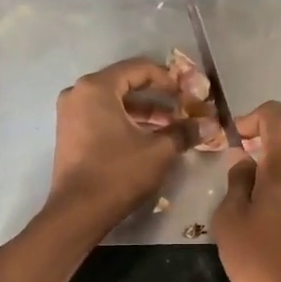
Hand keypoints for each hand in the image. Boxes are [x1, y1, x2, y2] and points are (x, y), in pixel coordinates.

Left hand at [47, 57, 207, 229]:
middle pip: (125, 85)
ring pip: (114, 104)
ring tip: (172, 128)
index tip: (188, 94)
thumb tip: (210, 124)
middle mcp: (79, 94)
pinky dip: (126, 124)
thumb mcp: (158, 151)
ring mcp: (71, 115)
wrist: (78, 212)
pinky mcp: (70, 135)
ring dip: (144, 113)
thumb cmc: (118, 173)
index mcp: (97, 88)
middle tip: (183, 110)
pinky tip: (149, 139)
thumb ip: (184, 131)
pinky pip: (103, 118)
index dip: (168, 80)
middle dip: (158, 98)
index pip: (139, 69)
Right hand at [211, 101, 280, 281]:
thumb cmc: (263, 262)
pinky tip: (268, 256)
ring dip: (263, 206)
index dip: (251, 118)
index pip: (275, 117)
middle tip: (230, 216)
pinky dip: (278, 223)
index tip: (234, 142)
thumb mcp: (230, 223)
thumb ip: (235, 185)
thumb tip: (243, 162)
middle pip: (275, 163)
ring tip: (247, 242)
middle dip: (250, 180)